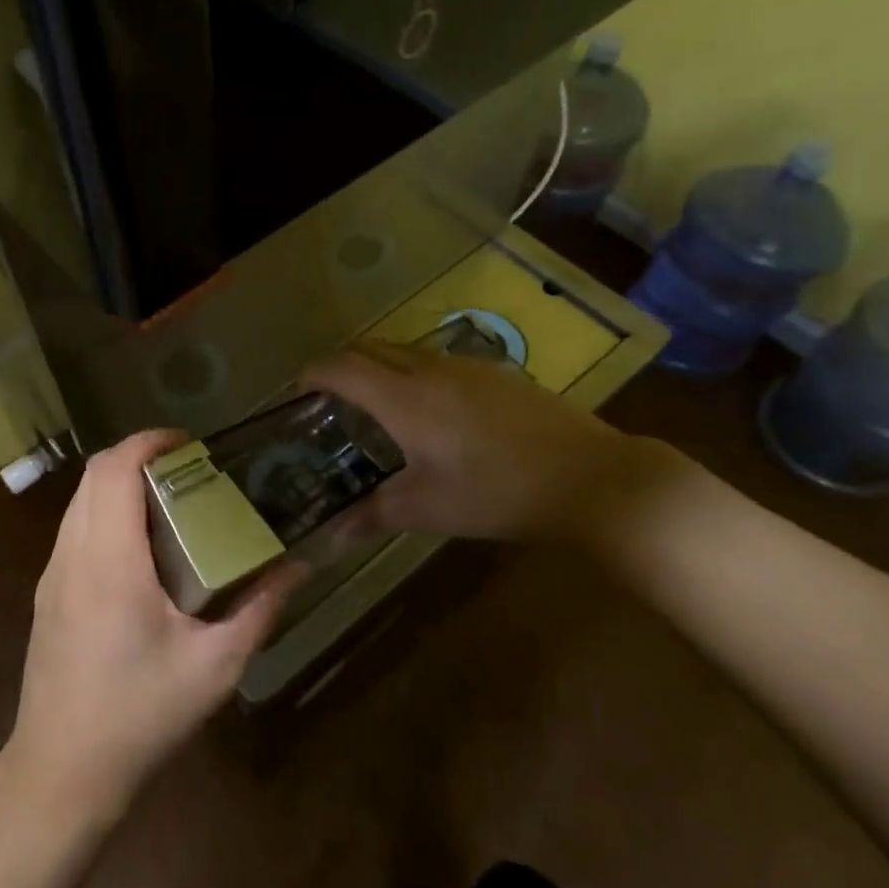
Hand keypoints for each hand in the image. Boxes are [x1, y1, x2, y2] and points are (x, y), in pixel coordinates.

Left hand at [8, 431, 297, 816]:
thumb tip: (298, 568)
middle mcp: (72, 554)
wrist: (61, 771)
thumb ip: (259, 610)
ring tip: (168, 500)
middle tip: (187, 469)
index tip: (188, 443)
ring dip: (118, 483)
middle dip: (137, 456)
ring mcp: (52, 574)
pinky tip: (138, 547)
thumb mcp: (214, 667)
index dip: (148, 441)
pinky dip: (104, 511)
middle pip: (94, 474)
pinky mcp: (47, 593)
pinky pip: (73, 527)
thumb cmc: (140, 715)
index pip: (115, 470)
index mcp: (110, 562)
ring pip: (79, 499)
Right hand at [302, 340, 670, 547]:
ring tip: (376, 408)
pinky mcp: (496, 372)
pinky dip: (413, 373)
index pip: (342, 368)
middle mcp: (429, 369)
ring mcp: (466, 365)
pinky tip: (432, 413)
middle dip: (341, 365)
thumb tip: (327, 539)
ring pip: (405, 350)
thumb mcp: (428, 509)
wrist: (590, 476)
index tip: (297, 393)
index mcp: (404, 398)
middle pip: (370, 348)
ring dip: (379, 367)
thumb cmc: (498, 492)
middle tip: (330, 401)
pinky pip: (436, 360)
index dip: (313, 374)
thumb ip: (372, 516)